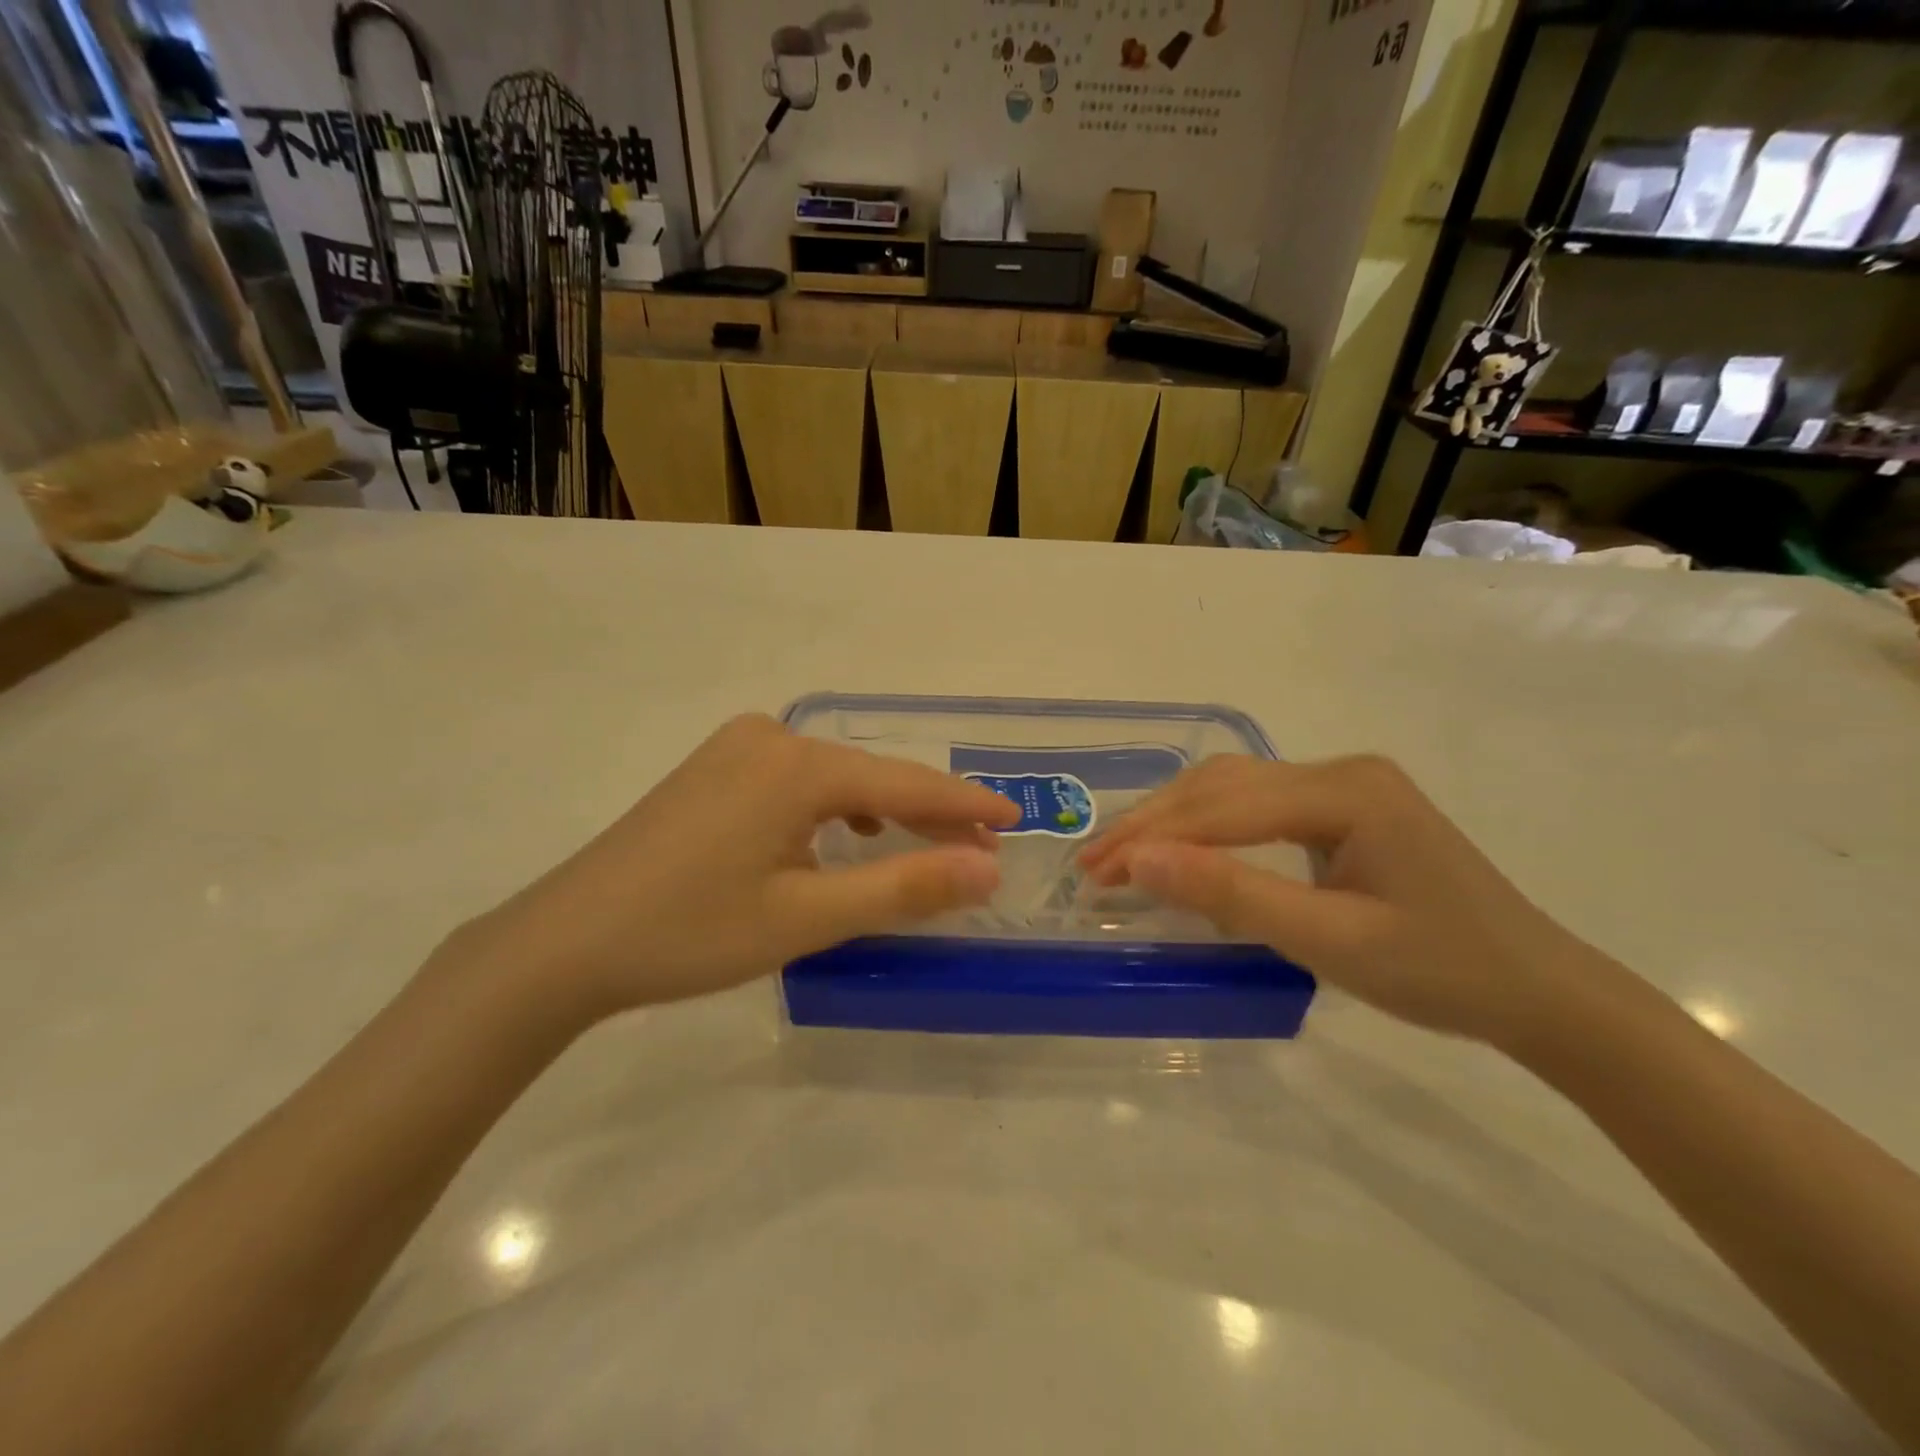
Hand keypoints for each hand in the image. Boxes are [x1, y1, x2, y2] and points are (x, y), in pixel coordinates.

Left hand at [448, 714, 1019, 1018]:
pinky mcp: (714, 770)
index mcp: (797, 764)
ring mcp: (735, 749)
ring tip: (923, 845)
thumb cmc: (691, 931)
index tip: (1015, 818)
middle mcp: (770, 738)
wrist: (564, 942)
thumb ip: (904, 887)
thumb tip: (987, 868)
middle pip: (871, 773)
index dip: (965, 803)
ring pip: (835, 776)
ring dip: (883, 809)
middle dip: (927, 812)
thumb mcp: (808, 916)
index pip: (905, 781)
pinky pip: (798, 781)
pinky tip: (846, 834)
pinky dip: (835, 808)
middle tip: (980, 848)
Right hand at [1079, 755, 1596, 1045]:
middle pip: (1222, 786)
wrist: (1539, 991)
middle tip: (1095, 864)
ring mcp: (1344, 785)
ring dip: (1174, 819)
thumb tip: (1140, 860)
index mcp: (1345, 791)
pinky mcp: (1345, 808)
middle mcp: (1340, 771)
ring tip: (1123, 853)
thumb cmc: (1442, 971)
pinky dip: (1208, 826)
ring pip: (1234, 789)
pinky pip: (1257, 805)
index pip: (1223, 806)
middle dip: (1153, 823)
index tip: (1095, 871)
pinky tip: (1183, 847)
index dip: (1153, 837)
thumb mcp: (1329, 941)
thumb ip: (1232, 895)